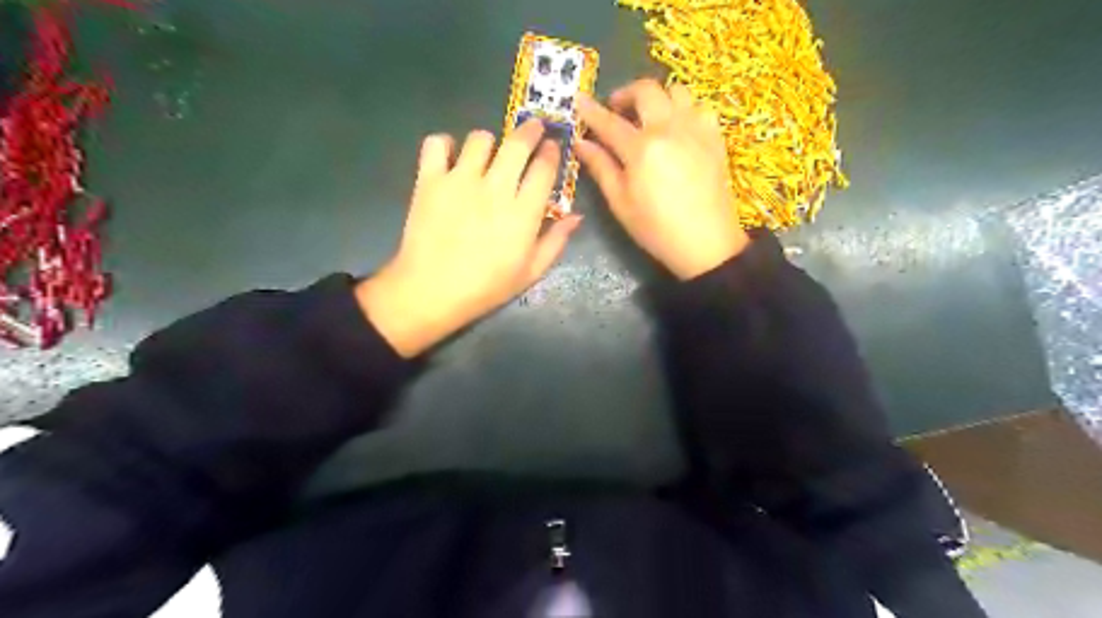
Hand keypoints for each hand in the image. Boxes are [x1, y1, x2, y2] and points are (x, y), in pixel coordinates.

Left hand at [358, 119, 579, 357]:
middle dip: (530, 130)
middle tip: (533, 130)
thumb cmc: (486, 287)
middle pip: (517, 143)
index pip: (545, 167)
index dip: (552, 152)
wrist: (431, 292)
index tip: (553, 147)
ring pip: (480, 139)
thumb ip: (556, 241)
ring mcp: (460, 180)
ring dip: (489, 142)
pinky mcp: (429, 180)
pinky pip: (436, 144)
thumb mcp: (530, 272)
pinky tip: (449, 158)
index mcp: (523, 212)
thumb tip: (576, 216)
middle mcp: (495, 188)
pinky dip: (444, 145)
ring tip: (487, 154)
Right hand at [577, 78, 749, 280]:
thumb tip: (582, 143)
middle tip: (616, 109)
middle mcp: (670, 128)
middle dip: (626, 93)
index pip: (609, 122)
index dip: (591, 110)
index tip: (578, 99)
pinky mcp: (715, 137)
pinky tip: (678, 128)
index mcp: (642, 149)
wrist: (707, 243)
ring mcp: (696, 129)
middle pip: (646, 90)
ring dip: (658, 97)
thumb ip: (601, 168)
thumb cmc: (656, 229)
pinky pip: (700, 106)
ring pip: (677, 91)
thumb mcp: (621, 203)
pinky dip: (685, 109)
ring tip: (649, 117)